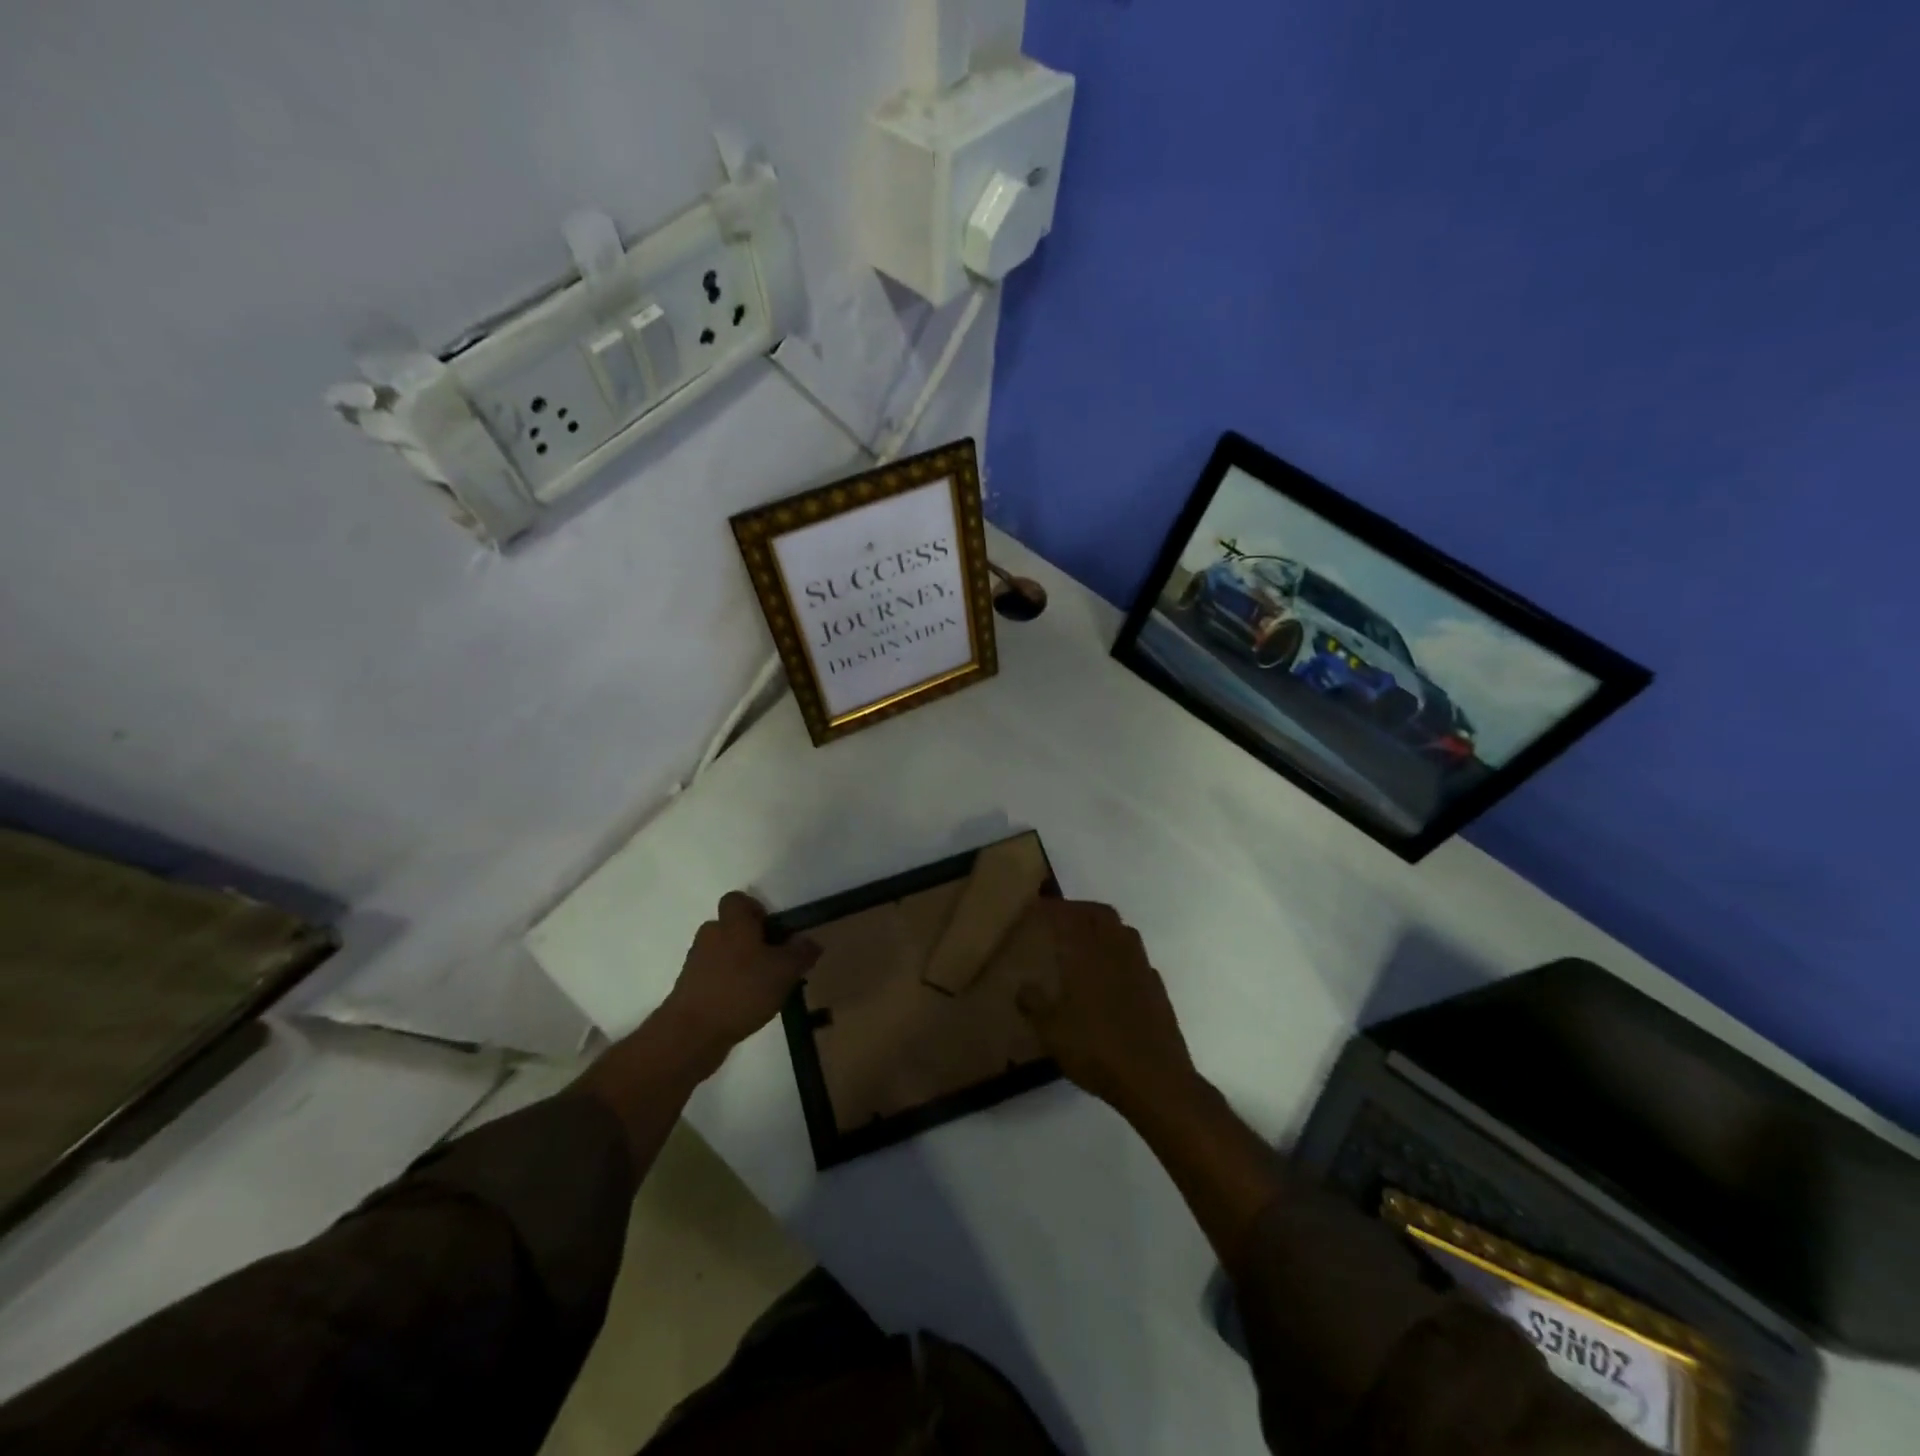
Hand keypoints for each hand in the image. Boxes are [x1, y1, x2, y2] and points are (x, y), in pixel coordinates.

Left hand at [658, 892, 820, 1069]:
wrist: (692, 1034)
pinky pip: (714, 977)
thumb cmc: (742, 990)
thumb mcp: (784, 971)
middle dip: (752, 941)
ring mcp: (696, 963)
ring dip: (741, 965)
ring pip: (723, 953)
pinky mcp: (689, 989)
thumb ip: (801, 953)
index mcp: (733, 923)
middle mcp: (711, 936)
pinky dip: (729, 986)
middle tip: (774, 962)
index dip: (755, 909)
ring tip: (762, 989)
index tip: (772, 931)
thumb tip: (810, 942)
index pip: (737, 900)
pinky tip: (745, 1007)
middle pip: (732, 928)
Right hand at [1016, 899, 1195, 1116]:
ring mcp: (1140, 968)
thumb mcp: (1050, 1031)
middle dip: (1080, 909)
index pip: (1068, 917)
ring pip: (1123, 931)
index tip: (1038, 905)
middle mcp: (1115, 951)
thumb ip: (1034, 1004)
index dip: (1052, 907)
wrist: (1153, 1078)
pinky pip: (1137, 957)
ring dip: (1104, 926)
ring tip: (1087, 938)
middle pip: (1100, 914)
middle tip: (1063, 916)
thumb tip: (1023, 986)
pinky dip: (1122, 953)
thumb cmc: (1095, 1049)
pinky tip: (1113, 973)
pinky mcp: (1157, 988)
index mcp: (1086, 954)